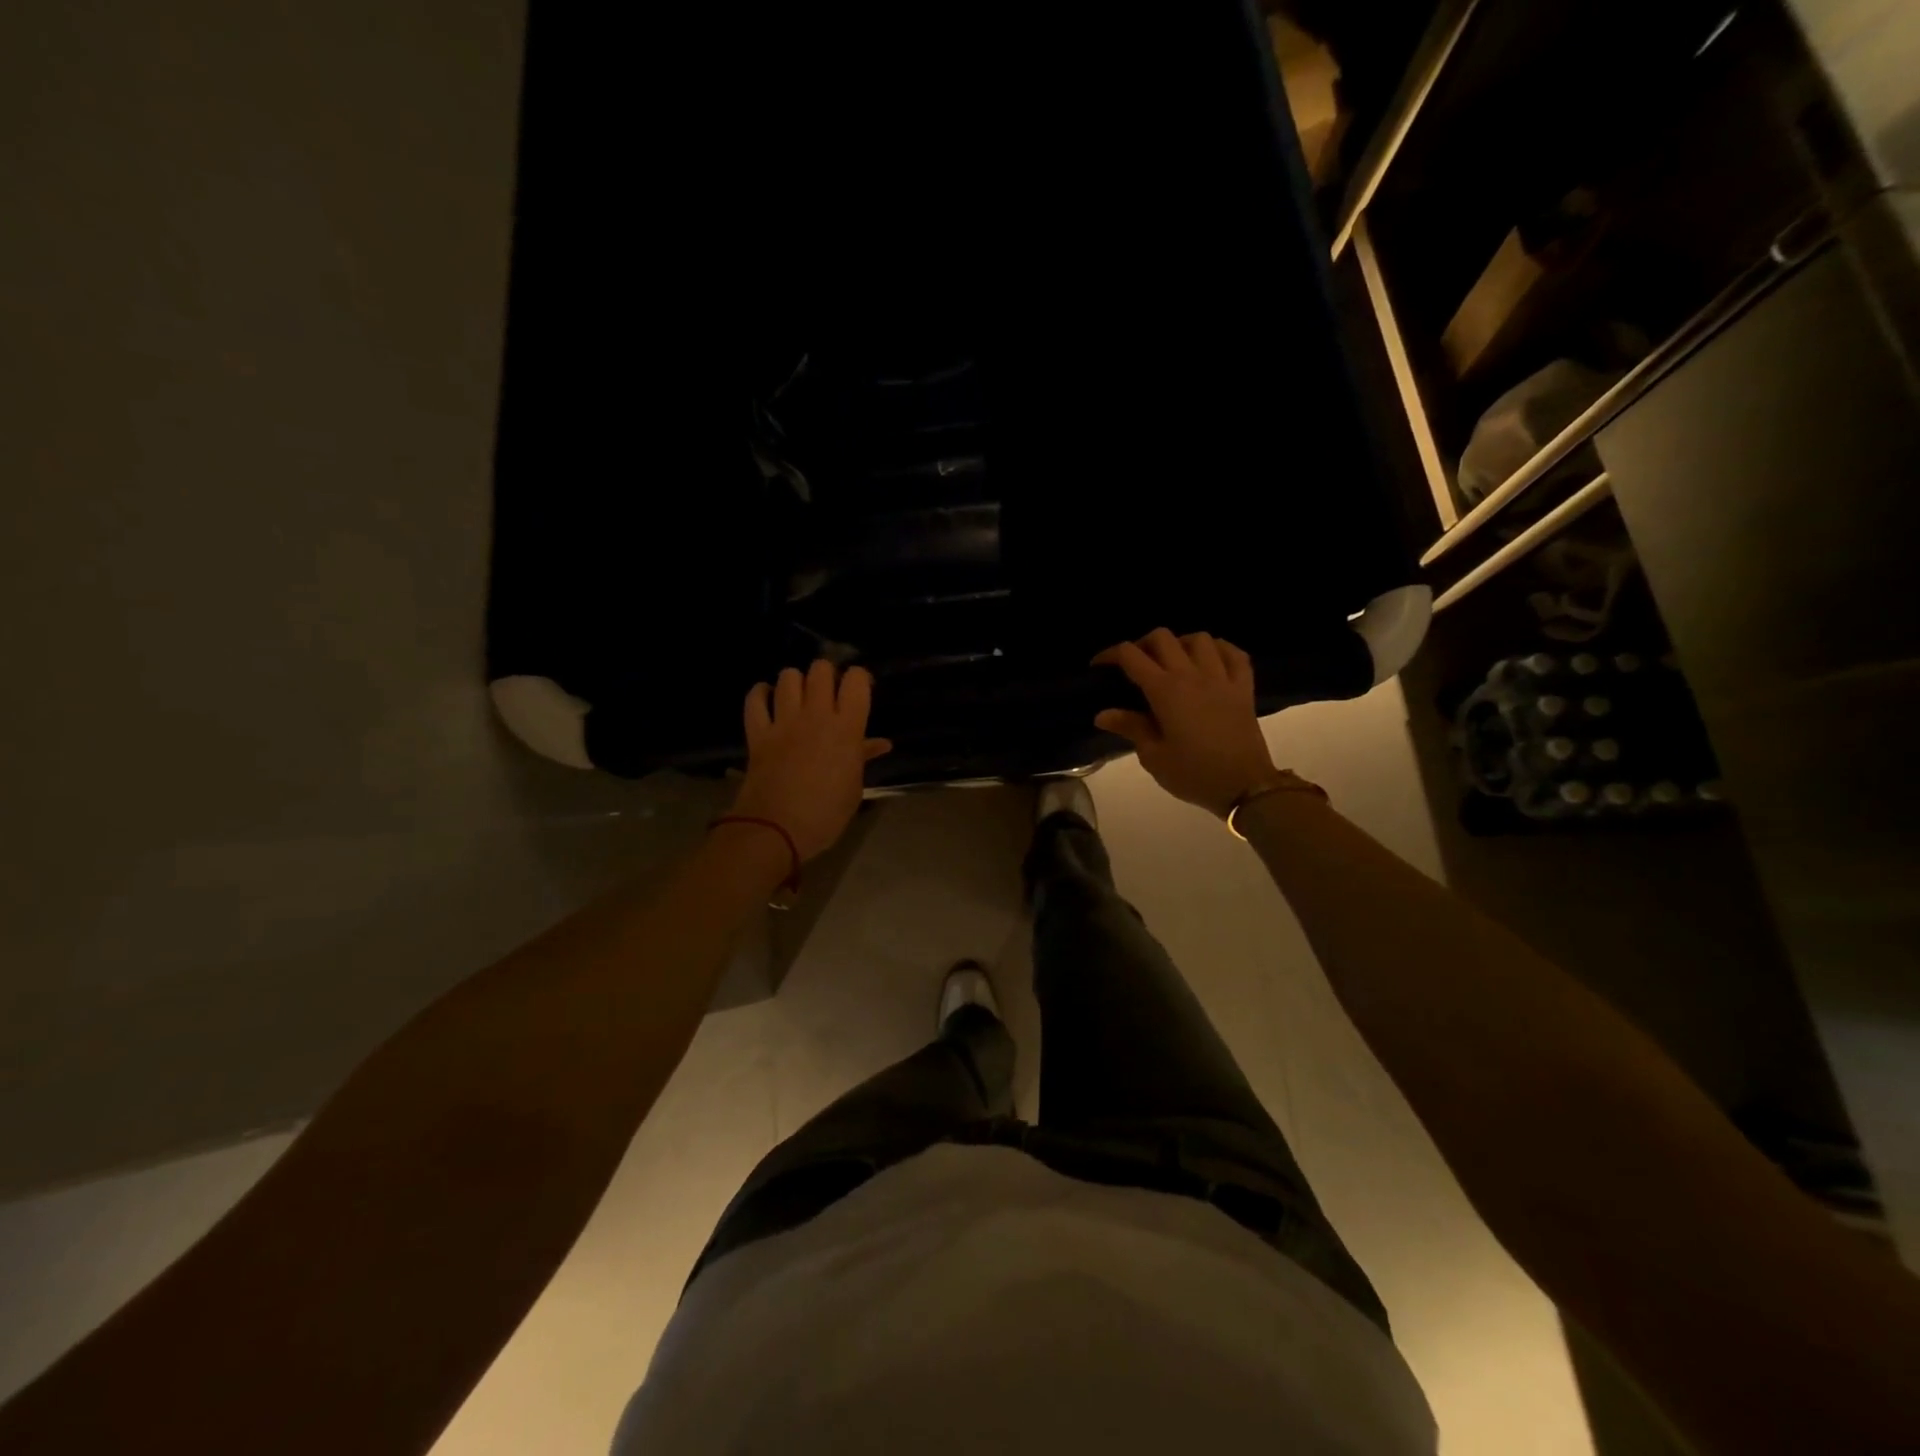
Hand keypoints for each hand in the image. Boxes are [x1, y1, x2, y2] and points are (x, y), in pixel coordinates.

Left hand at [728, 661, 891, 860]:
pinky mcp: (757, 732)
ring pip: (788, 677)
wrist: (776, 829)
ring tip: (799, 695)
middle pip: (821, 669)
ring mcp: (783, 721)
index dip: (859, 678)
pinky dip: (760, 694)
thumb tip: (879, 743)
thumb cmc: (825, 815)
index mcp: (847, 729)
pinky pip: (755, 699)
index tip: (860, 689)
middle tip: (829, 692)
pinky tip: (767, 698)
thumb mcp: (853, 788)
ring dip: (796, 681)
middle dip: (827, 674)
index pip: (856, 680)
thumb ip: (863, 757)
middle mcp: (816, 715)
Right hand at [1092, 629, 1284, 818]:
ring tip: (1173, 662)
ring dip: (1180, 644)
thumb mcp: (1154, 757)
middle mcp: (1192, 675)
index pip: (1131, 656)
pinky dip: (1219, 650)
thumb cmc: (1194, 774)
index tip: (1099, 667)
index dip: (1110, 654)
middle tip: (1135, 665)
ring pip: (1199, 639)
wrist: (1246, 787)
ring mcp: (1222, 678)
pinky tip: (1210, 660)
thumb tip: (1103, 714)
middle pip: (1162, 638)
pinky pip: (1234, 653)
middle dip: (1142, 645)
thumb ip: (1130, 728)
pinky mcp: (1243, 688)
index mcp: (1165, 691)